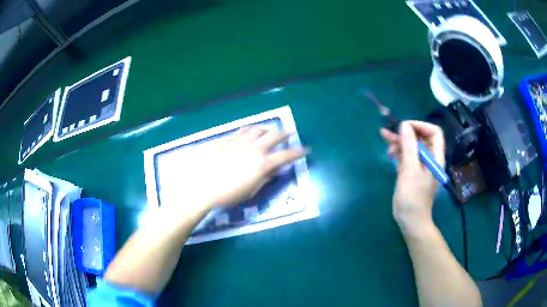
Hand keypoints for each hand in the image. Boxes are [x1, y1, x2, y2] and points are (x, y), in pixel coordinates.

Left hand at [175, 126, 306, 209]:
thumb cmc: (229, 194)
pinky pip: (243, 130)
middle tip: (290, 134)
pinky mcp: (228, 140)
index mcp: (262, 163)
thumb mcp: (251, 190)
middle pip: (274, 136)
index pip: (286, 155)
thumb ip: (265, 178)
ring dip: (268, 129)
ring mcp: (240, 142)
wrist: (203, 186)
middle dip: (285, 134)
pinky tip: (252, 130)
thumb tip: (275, 169)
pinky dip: (252, 129)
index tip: (306, 149)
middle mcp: (254, 148)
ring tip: (271, 130)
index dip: (298, 152)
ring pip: (259, 129)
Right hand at [380, 121, 444, 235]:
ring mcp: (421, 165)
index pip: (434, 132)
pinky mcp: (412, 171)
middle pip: (420, 138)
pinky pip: (407, 156)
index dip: (420, 125)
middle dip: (405, 133)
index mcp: (435, 157)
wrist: (410, 220)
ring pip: (412, 146)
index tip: (404, 127)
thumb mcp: (410, 170)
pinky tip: (390, 154)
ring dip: (399, 142)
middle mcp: (430, 158)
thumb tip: (404, 125)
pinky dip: (398, 152)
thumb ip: (409, 146)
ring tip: (385, 141)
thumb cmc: (413, 197)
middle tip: (388, 132)